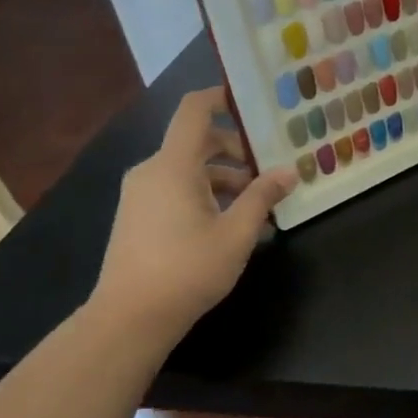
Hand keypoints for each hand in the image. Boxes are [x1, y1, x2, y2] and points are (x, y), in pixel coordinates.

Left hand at [91, 87, 295, 336]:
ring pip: (189, 169)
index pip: (194, 110)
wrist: (128, 320)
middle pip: (198, 141)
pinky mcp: (137, 217)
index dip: (220, 96)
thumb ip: (264, 196)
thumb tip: (289, 172)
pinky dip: (205, 193)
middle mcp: (152, 171)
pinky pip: (176, 189)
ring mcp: (141, 195)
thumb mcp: (238, 232)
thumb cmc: (187, 269)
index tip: (251, 100)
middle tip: (271, 166)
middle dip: (237, 150)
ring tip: (259, 203)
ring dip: (225, 177)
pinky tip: (232, 223)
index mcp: (173, 165)